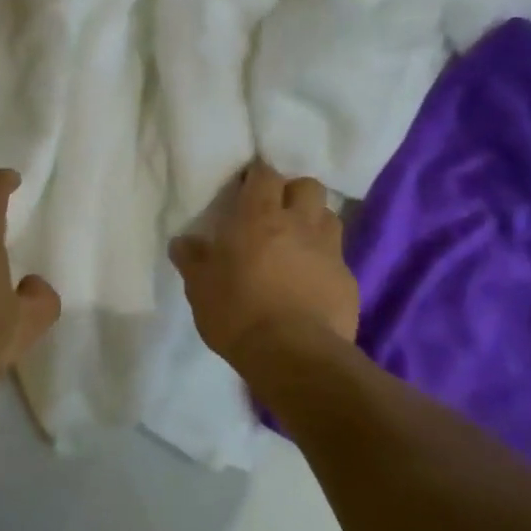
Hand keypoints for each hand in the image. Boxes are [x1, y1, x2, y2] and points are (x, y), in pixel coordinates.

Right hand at [170, 162, 359, 363]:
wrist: (293, 354)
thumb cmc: (237, 313)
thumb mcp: (200, 288)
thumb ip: (192, 259)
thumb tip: (183, 242)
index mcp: (258, 218)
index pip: (264, 175)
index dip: (256, 177)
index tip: (245, 188)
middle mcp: (299, 224)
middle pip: (307, 185)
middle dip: (292, 192)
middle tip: (275, 212)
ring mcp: (329, 251)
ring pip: (329, 217)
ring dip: (313, 222)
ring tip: (296, 243)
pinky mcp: (347, 280)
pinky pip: (337, 258)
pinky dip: (324, 262)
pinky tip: (310, 282)